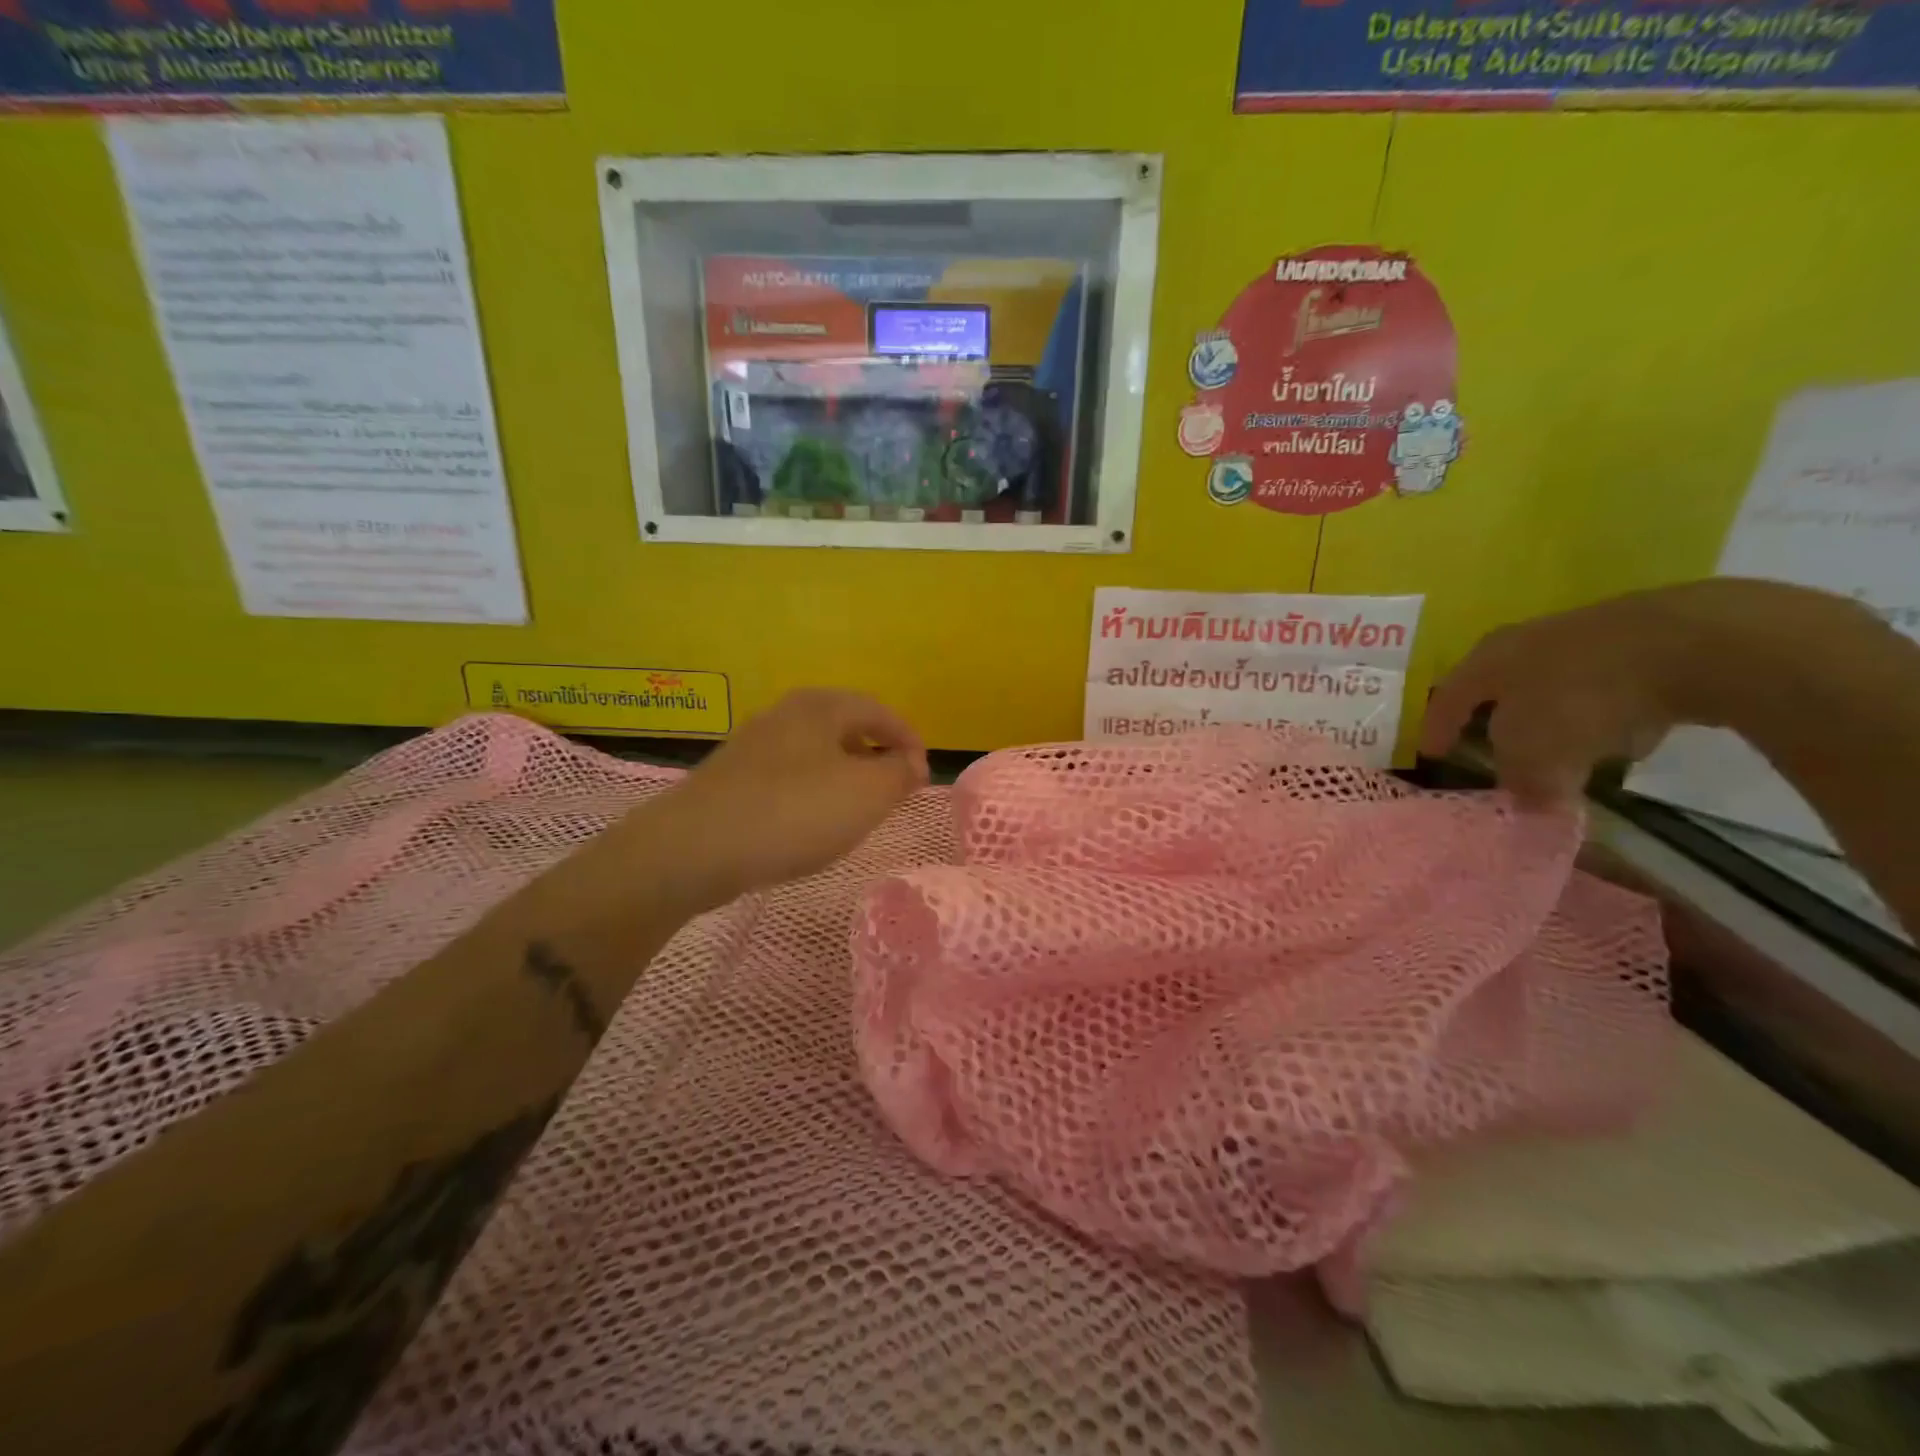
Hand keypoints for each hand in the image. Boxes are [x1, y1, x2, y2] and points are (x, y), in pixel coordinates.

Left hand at [616, 689, 928, 910]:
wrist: (694, 848)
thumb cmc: (794, 813)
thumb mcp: (867, 794)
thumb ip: (899, 774)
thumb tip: (911, 762)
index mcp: (821, 706)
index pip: (880, 710)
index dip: (909, 740)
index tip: (923, 776)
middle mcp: (785, 713)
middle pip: (845, 727)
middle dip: (876, 756)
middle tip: (893, 790)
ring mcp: (753, 744)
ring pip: (815, 752)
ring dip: (844, 775)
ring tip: (856, 810)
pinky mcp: (731, 777)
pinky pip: (788, 776)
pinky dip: (811, 792)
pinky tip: (808, 823)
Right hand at [1419, 579, 1881, 805]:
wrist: (1690, 644)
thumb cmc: (1580, 699)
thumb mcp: (1535, 756)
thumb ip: (1522, 783)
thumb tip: (1528, 800)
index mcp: (1485, 662)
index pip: (1447, 699)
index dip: (1437, 729)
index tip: (1431, 753)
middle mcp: (1524, 641)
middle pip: (1500, 686)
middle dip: (1498, 719)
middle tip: (1496, 748)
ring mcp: (1585, 635)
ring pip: (1555, 684)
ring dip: (1555, 716)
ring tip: (1567, 750)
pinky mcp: (1643, 640)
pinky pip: (1609, 686)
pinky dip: (1607, 711)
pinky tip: (1627, 735)